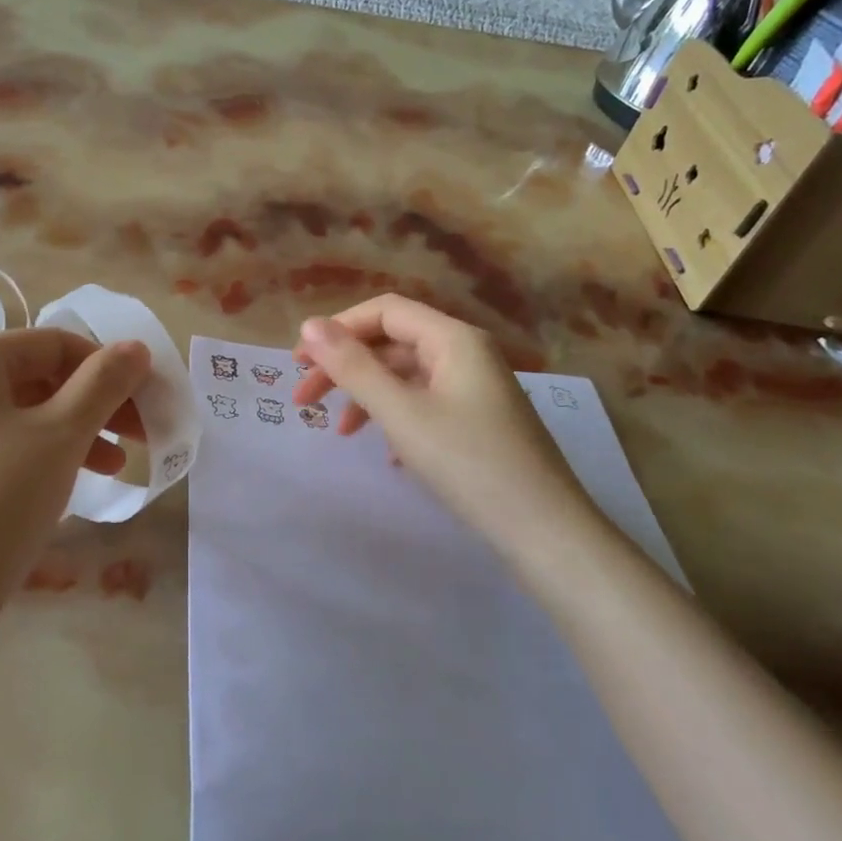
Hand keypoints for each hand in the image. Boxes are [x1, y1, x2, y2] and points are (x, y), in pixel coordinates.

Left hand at [0, 329, 149, 646]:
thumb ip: (104, 383)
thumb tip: (136, 346)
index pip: (56, 343)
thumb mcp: (61, 436)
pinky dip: (33, 460)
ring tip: (112, 471)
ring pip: (15, 418)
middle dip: (95, 406)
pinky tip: (58, 491)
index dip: (110, 367)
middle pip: (36, 379)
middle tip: (139, 440)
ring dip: (71, 436)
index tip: (149, 402)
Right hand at [292, 296, 585, 537]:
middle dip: (344, 368)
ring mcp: (474, 388)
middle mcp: (466, 353)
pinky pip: (424, 403)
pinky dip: (395, 418)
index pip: (384, 311)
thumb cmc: (468, 463)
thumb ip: (353, 367)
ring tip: (339, 433)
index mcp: (452, 338)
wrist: (543, 529)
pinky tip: (385, 453)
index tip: (298, 363)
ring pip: (405, 377)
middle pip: (391, 344)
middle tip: (304, 401)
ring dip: (366, 397)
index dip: (337, 329)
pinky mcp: (477, 420)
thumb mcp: (401, 413)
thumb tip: (309, 325)